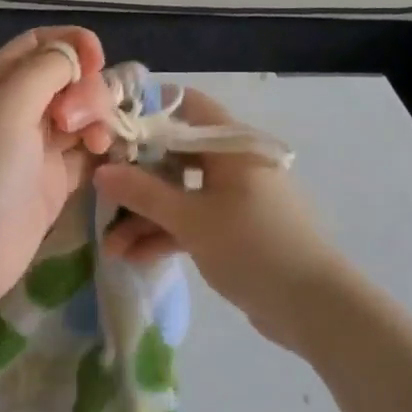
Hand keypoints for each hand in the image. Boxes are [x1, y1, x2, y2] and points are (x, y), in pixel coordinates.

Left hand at [0, 27, 116, 312]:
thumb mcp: (8, 103)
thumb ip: (46, 68)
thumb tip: (76, 54)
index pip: (40, 45)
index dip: (73, 46)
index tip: (99, 62)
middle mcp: (14, 111)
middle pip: (66, 81)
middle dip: (87, 91)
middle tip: (81, 122)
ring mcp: (33, 150)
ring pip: (79, 118)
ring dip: (98, 121)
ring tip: (98, 144)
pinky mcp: (50, 185)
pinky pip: (84, 156)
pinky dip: (101, 151)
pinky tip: (109, 156)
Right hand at [93, 87, 348, 351]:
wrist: (313, 306)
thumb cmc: (252, 245)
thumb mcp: (191, 218)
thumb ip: (143, 193)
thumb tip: (101, 171)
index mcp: (230, 145)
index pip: (185, 106)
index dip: (146, 111)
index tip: (107, 128)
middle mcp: (232, 164)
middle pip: (174, 155)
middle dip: (135, 177)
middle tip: (99, 193)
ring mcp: (233, 199)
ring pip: (179, 194)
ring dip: (144, 216)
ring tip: (109, 245)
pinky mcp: (232, 231)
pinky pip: (190, 221)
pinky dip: (165, 234)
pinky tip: (132, 257)